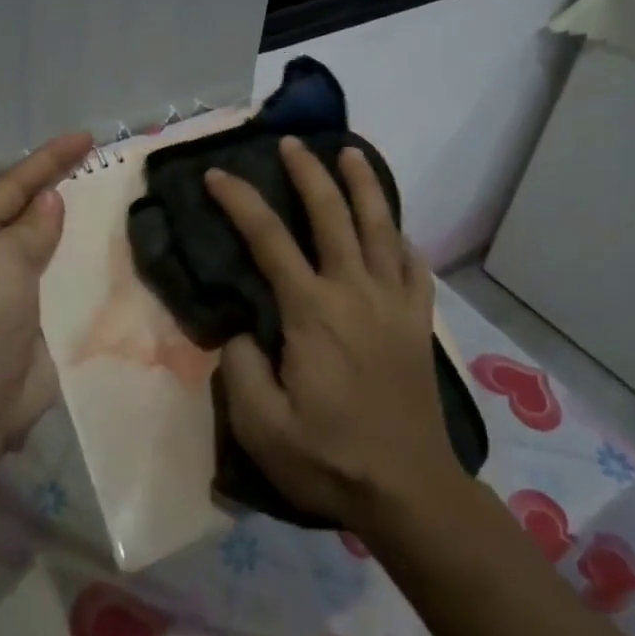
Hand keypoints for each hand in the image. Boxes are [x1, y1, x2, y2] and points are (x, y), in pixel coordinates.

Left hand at [0, 131, 93, 456]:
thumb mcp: (2, 258)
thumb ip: (31, 226)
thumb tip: (50, 200)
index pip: (11, 186)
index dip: (48, 159)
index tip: (85, 138)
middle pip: (26, 212)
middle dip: (59, 187)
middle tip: (98, 163)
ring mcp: (7, 289)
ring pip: (45, 245)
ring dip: (73, 225)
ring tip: (109, 199)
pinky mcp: (32, 317)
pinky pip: (58, 278)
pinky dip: (80, 262)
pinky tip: (108, 250)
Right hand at [205, 137, 464, 533]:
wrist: (410, 492)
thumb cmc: (330, 458)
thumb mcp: (262, 427)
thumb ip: (239, 369)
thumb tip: (241, 331)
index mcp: (313, 311)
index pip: (269, 239)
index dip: (240, 201)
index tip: (217, 176)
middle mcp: (355, 292)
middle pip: (332, 214)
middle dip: (309, 172)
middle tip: (290, 143)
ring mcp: (393, 303)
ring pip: (381, 227)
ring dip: (364, 185)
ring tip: (351, 154)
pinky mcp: (417, 322)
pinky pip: (413, 265)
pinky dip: (401, 238)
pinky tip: (394, 230)